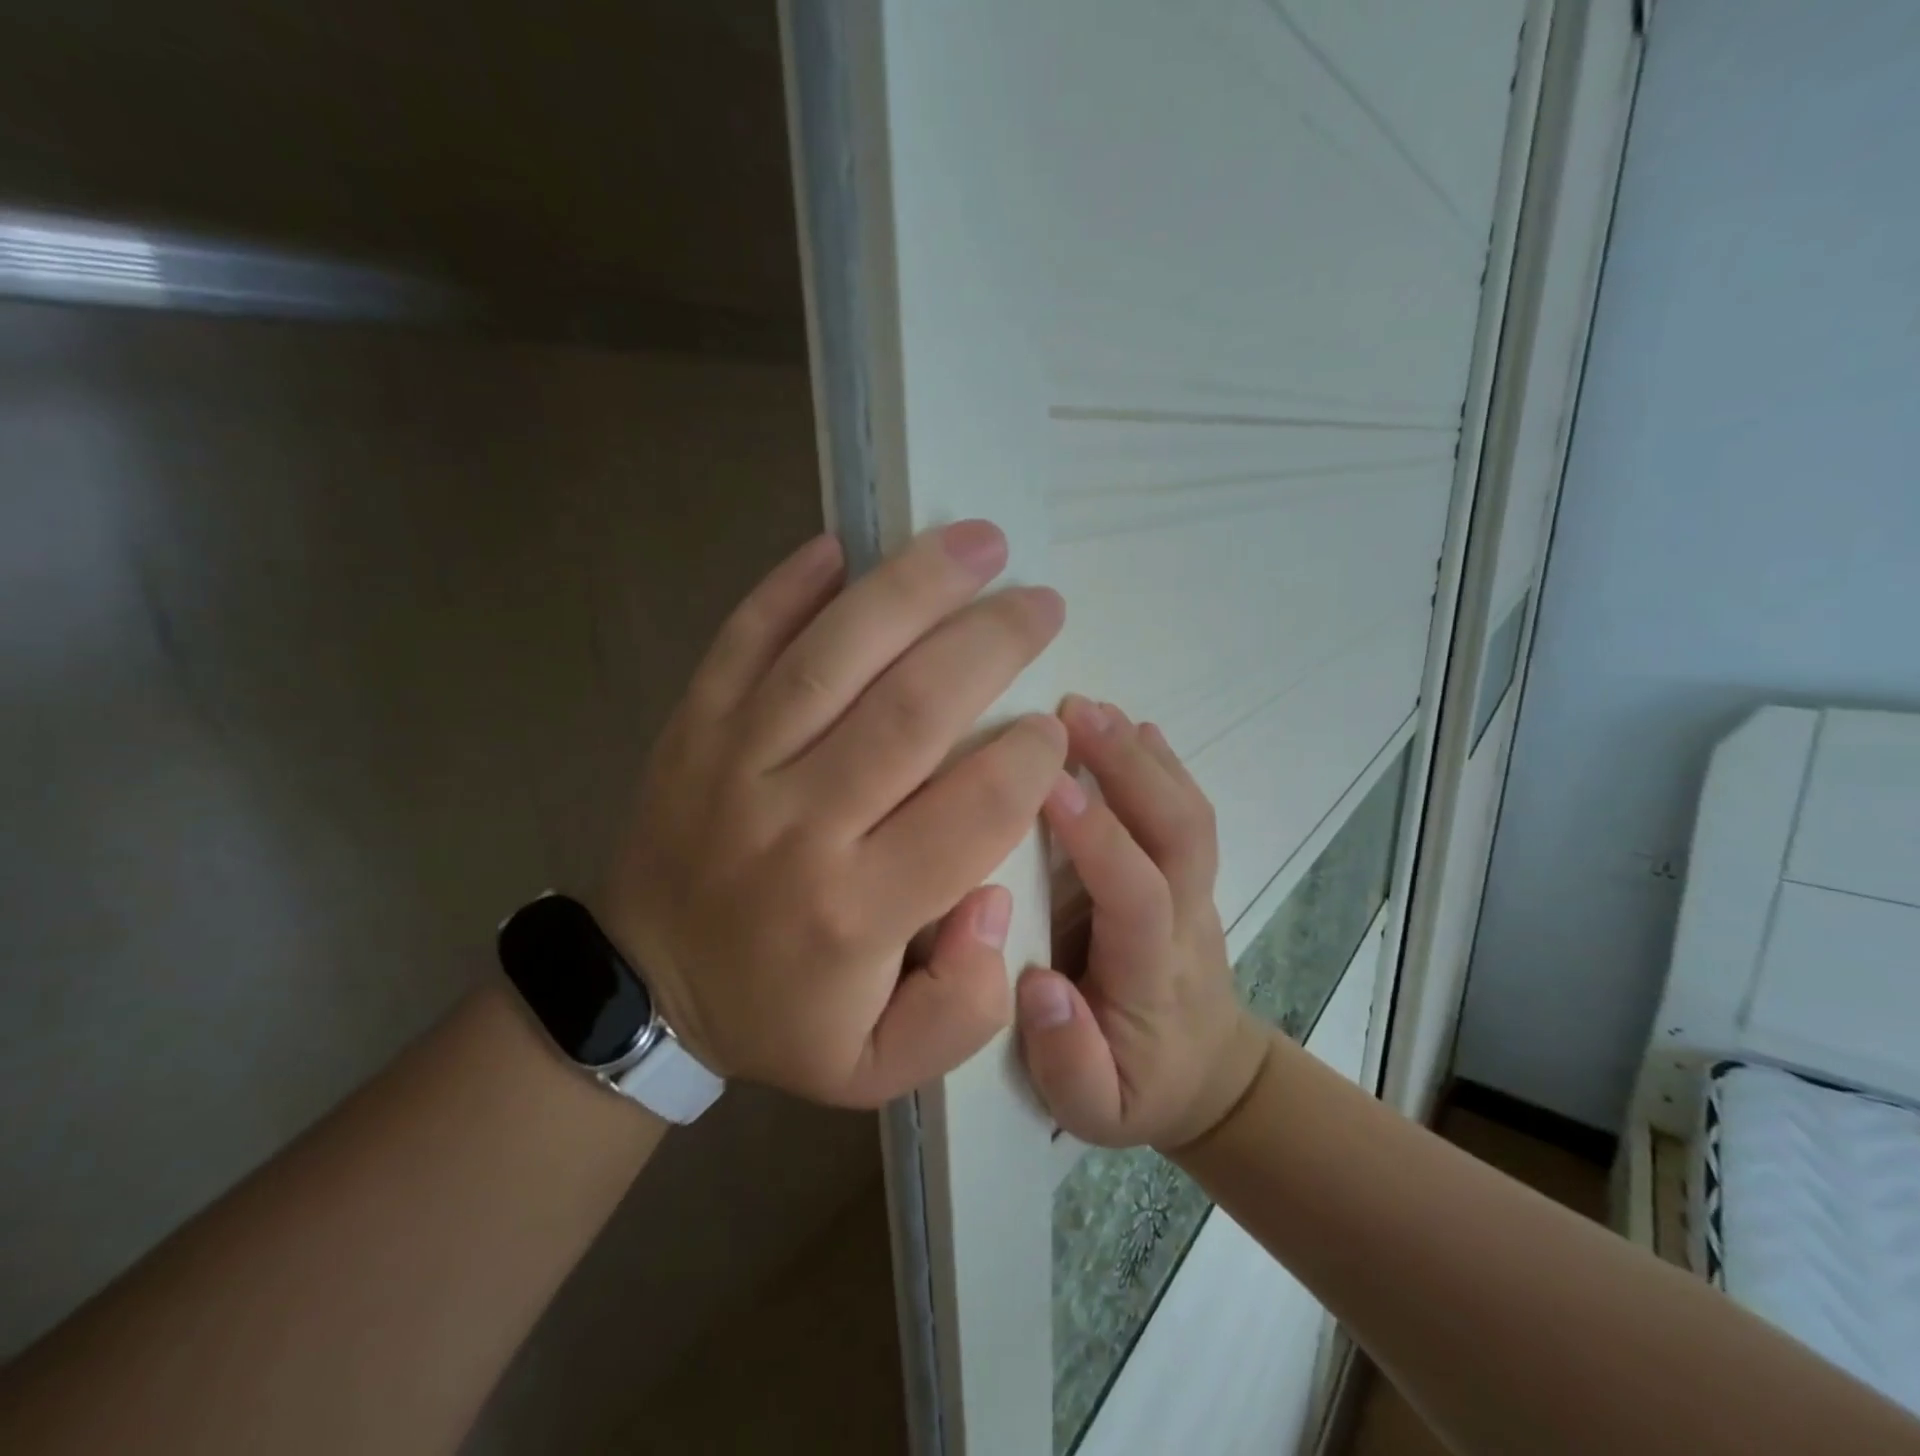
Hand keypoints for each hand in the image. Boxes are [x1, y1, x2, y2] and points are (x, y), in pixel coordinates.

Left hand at [596, 522, 1066, 1108]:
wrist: (644, 986)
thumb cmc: (777, 1018)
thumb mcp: (878, 1066)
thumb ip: (962, 1008)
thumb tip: (993, 899)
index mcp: (856, 910)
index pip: (973, 809)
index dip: (1030, 757)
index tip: (1054, 729)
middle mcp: (800, 823)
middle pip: (914, 709)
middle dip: (993, 643)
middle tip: (1042, 603)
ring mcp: (736, 761)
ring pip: (835, 654)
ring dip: (914, 587)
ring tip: (979, 541)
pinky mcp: (693, 727)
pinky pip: (742, 640)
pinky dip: (789, 586)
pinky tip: (840, 545)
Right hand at [1016, 696, 1270, 1151]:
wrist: (1209, 1075)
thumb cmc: (1139, 1086)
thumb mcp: (1095, 1110)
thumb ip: (1068, 1060)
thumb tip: (1038, 985)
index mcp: (1153, 975)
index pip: (1136, 894)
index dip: (1098, 837)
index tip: (1046, 784)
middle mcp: (1186, 920)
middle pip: (1179, 832)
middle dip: (1130, 767)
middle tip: (1072, 712)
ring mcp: (1198, 892)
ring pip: (1188, 813)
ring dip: (1143, 755)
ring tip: (1091, 706)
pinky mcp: (1191, 876)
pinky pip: (1187, 812)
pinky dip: (1163, 764)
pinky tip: (1134, 728)